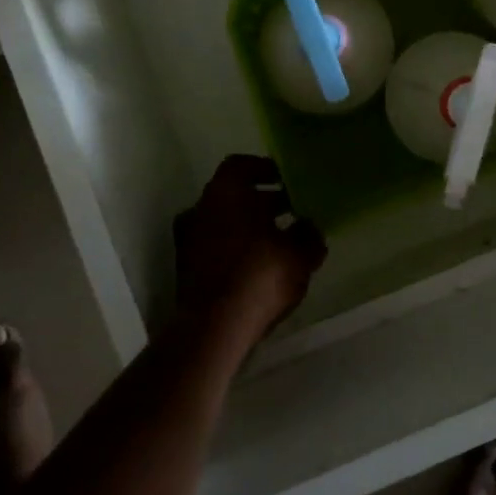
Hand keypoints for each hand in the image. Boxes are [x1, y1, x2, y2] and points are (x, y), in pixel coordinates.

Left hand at [174, 155, 325, 340]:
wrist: (214, 329)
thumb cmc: (259, 275)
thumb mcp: (300, 254)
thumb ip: (308, 235)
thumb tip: (310, 227)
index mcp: (225, 192)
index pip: (242, 166)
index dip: (266, 170)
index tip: (287, 180)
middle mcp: (201, 208)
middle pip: (233, 195)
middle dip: (262, 201)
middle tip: (291, 210)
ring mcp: (188, 240)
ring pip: (224, 222)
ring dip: (249, 227)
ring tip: (280, 240)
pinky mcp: (185, 270)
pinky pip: (216, 247)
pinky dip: (236, 248)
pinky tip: (261, 265)